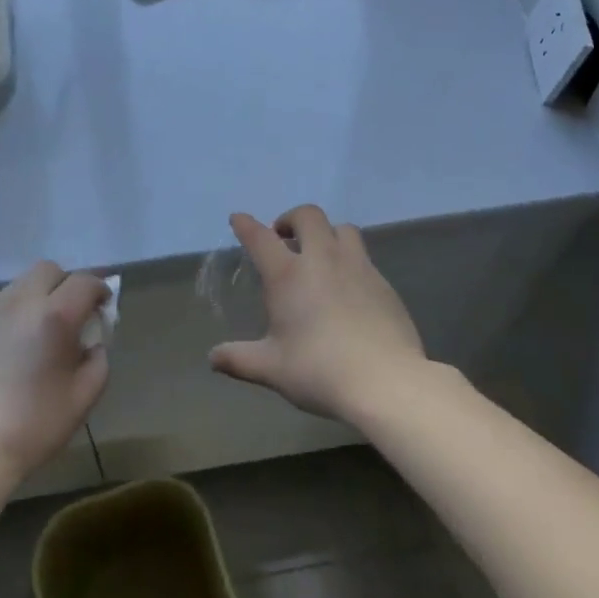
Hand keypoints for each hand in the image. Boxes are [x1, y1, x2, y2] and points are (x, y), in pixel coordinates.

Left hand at [0, 261, 110, 490]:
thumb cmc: (34, 426)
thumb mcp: (84, 397)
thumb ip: (98, 359)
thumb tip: (92, 343)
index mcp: (53, 316)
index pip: (84, 282)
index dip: (101, 289)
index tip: (105, 308)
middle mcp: (21, 303)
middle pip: (50, 270)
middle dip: (69, 284)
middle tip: (76, 314)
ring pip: (23, 282)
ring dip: (42, 294)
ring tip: (46, 329)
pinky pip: (4, 302)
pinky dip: (20, 309)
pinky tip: (20, 343)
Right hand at [209, 205, 425, 423]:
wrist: (385, 381)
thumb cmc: (319, 370)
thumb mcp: (272, 368)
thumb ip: (239, 359)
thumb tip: (213, 358)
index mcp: (288, 275)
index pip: (260, 238)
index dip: (246, 225)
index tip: (239, 219)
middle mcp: (322, 259)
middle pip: (307, 216)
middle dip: (291, 219)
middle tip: (284, 238)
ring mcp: (357, 267)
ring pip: (342, 228)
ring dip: (326, 232)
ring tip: (319, 253)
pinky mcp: (383, 282)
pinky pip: (363, 256)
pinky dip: (349, 259)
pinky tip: (348, 286)